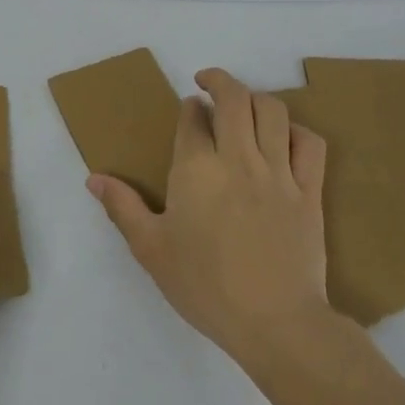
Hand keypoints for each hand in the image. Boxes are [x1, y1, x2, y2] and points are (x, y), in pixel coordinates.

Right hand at [87, 68, 337, 366]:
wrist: (275, 322)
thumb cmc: (204, 286)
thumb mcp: (150, 249)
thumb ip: (122, 207)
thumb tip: (94, 179)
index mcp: (195, 169)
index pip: (191, 117)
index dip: (188, 107)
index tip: (187, 110)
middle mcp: (237, 158)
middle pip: (234, 98)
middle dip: (218, 81)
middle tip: (208, 84)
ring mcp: (279, 172)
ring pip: (273, 111)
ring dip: (255, 98)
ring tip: (244, 105)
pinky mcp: (310, 192)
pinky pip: (311, 144)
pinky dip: (297, 129)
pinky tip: (285, 136)